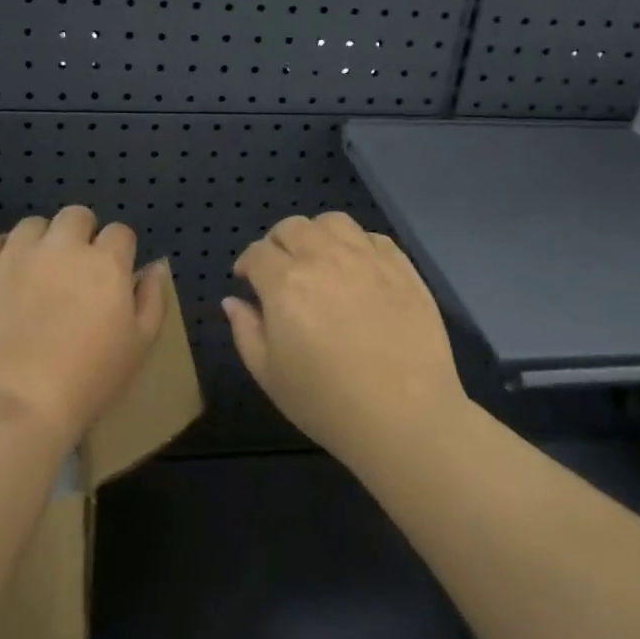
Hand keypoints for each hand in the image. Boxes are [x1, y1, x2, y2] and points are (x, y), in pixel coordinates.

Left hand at [0, 205, 168, 451]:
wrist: (15, 408)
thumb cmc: (88, 382)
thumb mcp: (139, 346)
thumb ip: (152, 299)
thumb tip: (155, 266)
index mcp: (105, 263)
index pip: (119, 232)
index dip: (117, 251)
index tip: (111, 276)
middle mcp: (61, 247)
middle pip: (76, 216)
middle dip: (80, 235)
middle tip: (73, 271)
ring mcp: (15, 255)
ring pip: (32, 225)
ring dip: (40, 242)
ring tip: (35, 274)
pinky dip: (1, 256)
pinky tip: (3, 281)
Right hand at [223, 212, 466, 470]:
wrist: (405, 416)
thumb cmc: (327, 402)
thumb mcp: (269, 375)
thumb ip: (245, 330)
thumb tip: (233, 301)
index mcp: (285, 283)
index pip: (257, 252)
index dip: (247, 264)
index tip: (248, 280)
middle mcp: (324, 258)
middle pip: (292, 227)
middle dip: (277, 243)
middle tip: (280, 269)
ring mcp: (366, 258)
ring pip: (333, 222)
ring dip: (316, 234)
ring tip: (318, 258)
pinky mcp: (401, 267)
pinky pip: (372, 237)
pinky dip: (356, 244)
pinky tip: (356, 268)